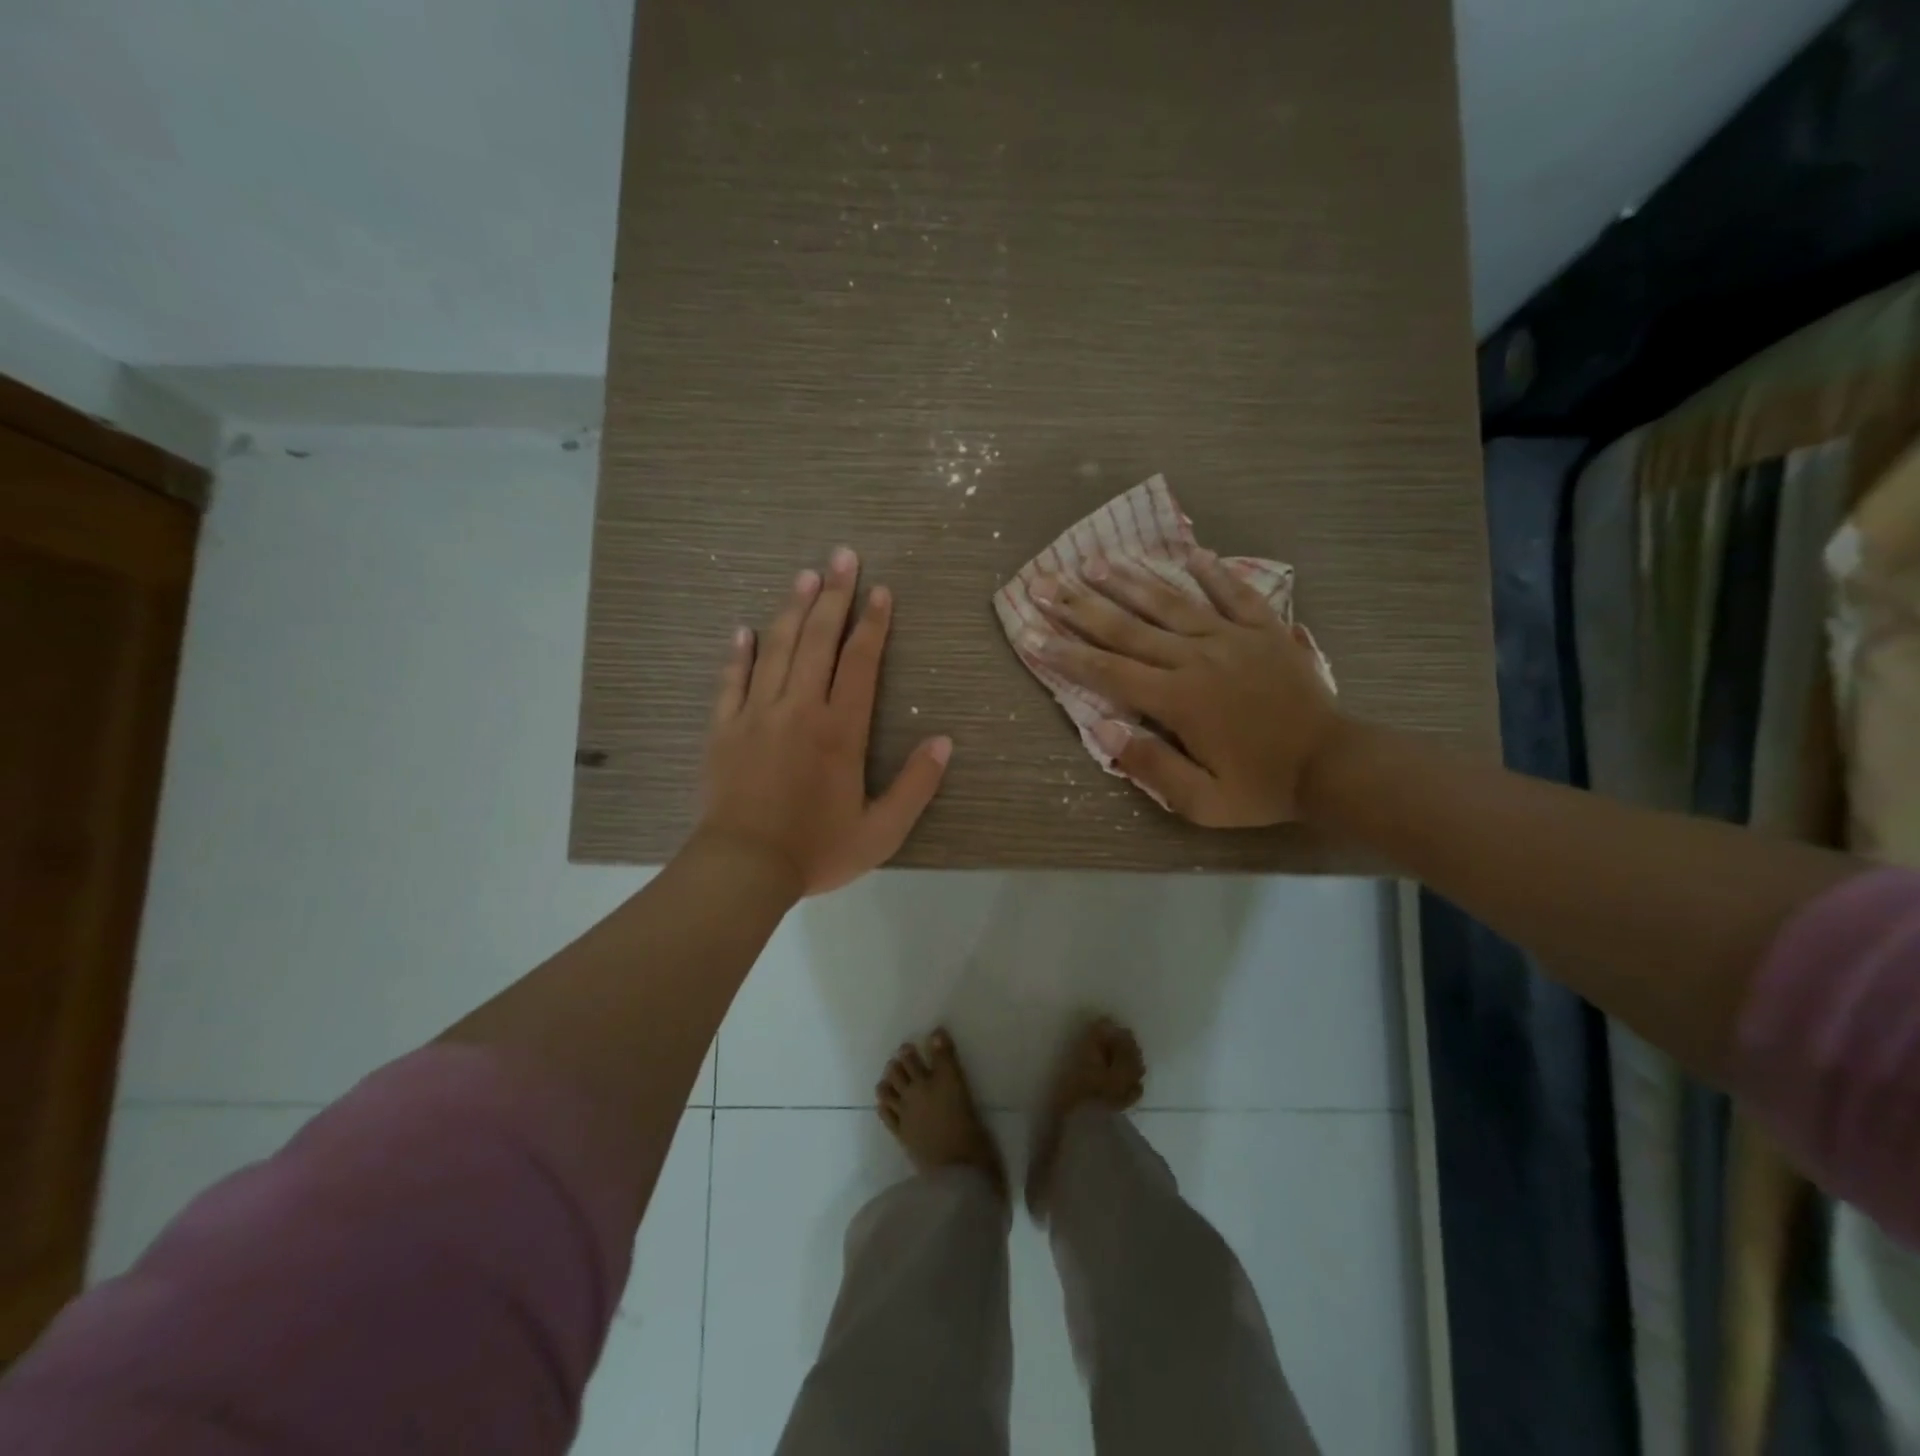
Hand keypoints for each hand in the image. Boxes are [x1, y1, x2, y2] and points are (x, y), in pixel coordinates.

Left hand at [695, 547, 951, 895]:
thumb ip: (917, 785)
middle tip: (843, 556)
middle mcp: (799, 709)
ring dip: (793, 609)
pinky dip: (739, 653)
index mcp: (840, 730)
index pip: (860, 662)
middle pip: (818, 640)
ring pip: (777, 649)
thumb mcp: (882, 830)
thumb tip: (944, 741)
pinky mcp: (723, 728)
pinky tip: (745, 630)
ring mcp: (756, 714)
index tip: (880, 591)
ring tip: (805, 575)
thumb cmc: (817, 850)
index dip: (873, 624)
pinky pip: (731, 680)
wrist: (743, 869)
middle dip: (834, 595)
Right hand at [1024, 550, 1343, 826]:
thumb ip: (1151, 766)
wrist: (1334, 765)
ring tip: (1097, 560)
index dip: (1065, 654)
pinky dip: (1212, 572)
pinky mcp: (1264, 629)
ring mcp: (1232, 638)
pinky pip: (1234, 593)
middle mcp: (1196, 658)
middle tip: (1045, 582)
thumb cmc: (1262, 787)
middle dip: (1080, 606)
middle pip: (1128, 628)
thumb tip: (1103, 729)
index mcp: (1177, 700)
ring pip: (1171, 603)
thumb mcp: (1202, 801)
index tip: (1030, 634)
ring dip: (1131, 581)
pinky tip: (1190, 552)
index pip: (1108, 671)